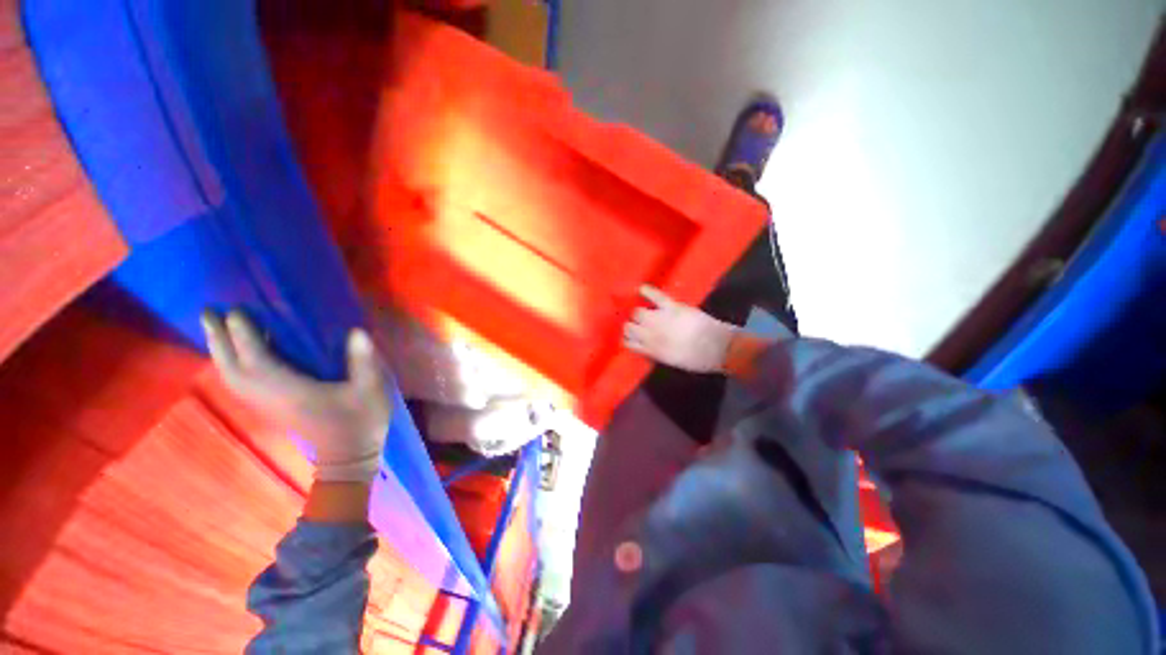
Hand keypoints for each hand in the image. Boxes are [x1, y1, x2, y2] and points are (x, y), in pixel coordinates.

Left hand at [201, 310, 391, 482]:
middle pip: (233, 370)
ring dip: (220, 351)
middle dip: (219, 340)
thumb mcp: (371, 391)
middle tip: (209, 312)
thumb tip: (357, 332)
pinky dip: (230, 365)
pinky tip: (235, 353)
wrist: (349, 457)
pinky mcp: (269, 408)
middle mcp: (270, 399)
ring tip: (216, 327)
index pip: (258, 363)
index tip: (235, 311)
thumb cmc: (361, 422)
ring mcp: (266, 405)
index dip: (245, 337)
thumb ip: (364, 362)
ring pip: (231, 377)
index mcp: (293, 393)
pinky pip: (238, 383)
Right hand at [623, 286, 738, 373]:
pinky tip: (640, 289)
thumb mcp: (671, 361)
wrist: (718, 348)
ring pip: (637, 312)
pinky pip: (655, 296)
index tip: (628, 337)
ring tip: (639, 312)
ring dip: (636, 313)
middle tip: (634, 325)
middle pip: (629, 327)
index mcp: (651, 350)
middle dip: (630, 326)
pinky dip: (647, 291)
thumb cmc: (696, 359)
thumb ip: (655, 352)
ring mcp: (661, 319)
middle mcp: (651, 334)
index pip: (628, 342)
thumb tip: (644, 346)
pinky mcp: (672, 307)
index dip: (627, 339)